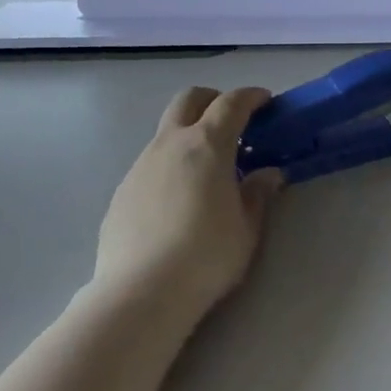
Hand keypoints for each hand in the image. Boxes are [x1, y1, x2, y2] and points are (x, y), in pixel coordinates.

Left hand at [92, 87, 283, 324]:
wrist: (140, 293)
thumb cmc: (206, 256)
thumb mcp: (247, 229)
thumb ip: (258, 194)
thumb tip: (268, 174)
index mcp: (207, 144)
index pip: (232, 103)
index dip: (251, 96)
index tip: (265, 102)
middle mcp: (171, 143)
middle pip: (189, 99)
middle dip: (213, 100)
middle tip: (232, 123)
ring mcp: (141, 165)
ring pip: (167, 132)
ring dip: (189, 136)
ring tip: (206, 172)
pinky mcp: (122, 191)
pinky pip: (151, 164)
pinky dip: (170, 167)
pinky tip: (177, 203)